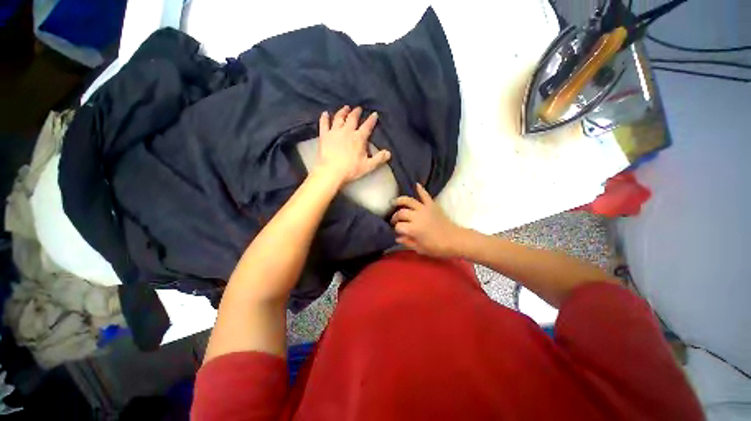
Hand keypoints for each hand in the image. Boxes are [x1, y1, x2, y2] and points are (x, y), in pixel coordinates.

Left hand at [315, 105, 390, 186]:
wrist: (331, 171)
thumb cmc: (351, 169)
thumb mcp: (368, 166)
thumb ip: (379, 159)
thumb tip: (388, 153)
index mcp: (359, 138)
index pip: (367, 126)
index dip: (371, 120)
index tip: (374, 114)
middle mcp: (347, 131)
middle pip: (352, 118)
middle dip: (356, 112)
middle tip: (358, 108)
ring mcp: (334, 132)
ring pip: (339, 118)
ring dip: (343, 112)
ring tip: (345, 108)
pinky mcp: (324, 135)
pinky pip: (324, 123)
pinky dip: (325, 117)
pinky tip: (325, 113)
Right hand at [390, 183, 463, 257]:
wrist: (455, 240)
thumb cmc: (437, 247)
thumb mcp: (420, 248)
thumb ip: (407, 242)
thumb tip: (397, 237)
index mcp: (413, 229)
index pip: (398, 226)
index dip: (396, 229)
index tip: (396, 232)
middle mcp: (417, 216)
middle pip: (401, 213)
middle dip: (395, 217)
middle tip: (394, 221)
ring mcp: (424, 209)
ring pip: (409, 201)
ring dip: (400, 201)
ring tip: (394, 202)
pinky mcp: (432, 205)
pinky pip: (425, 195)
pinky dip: (421, 189)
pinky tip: (416, 184)